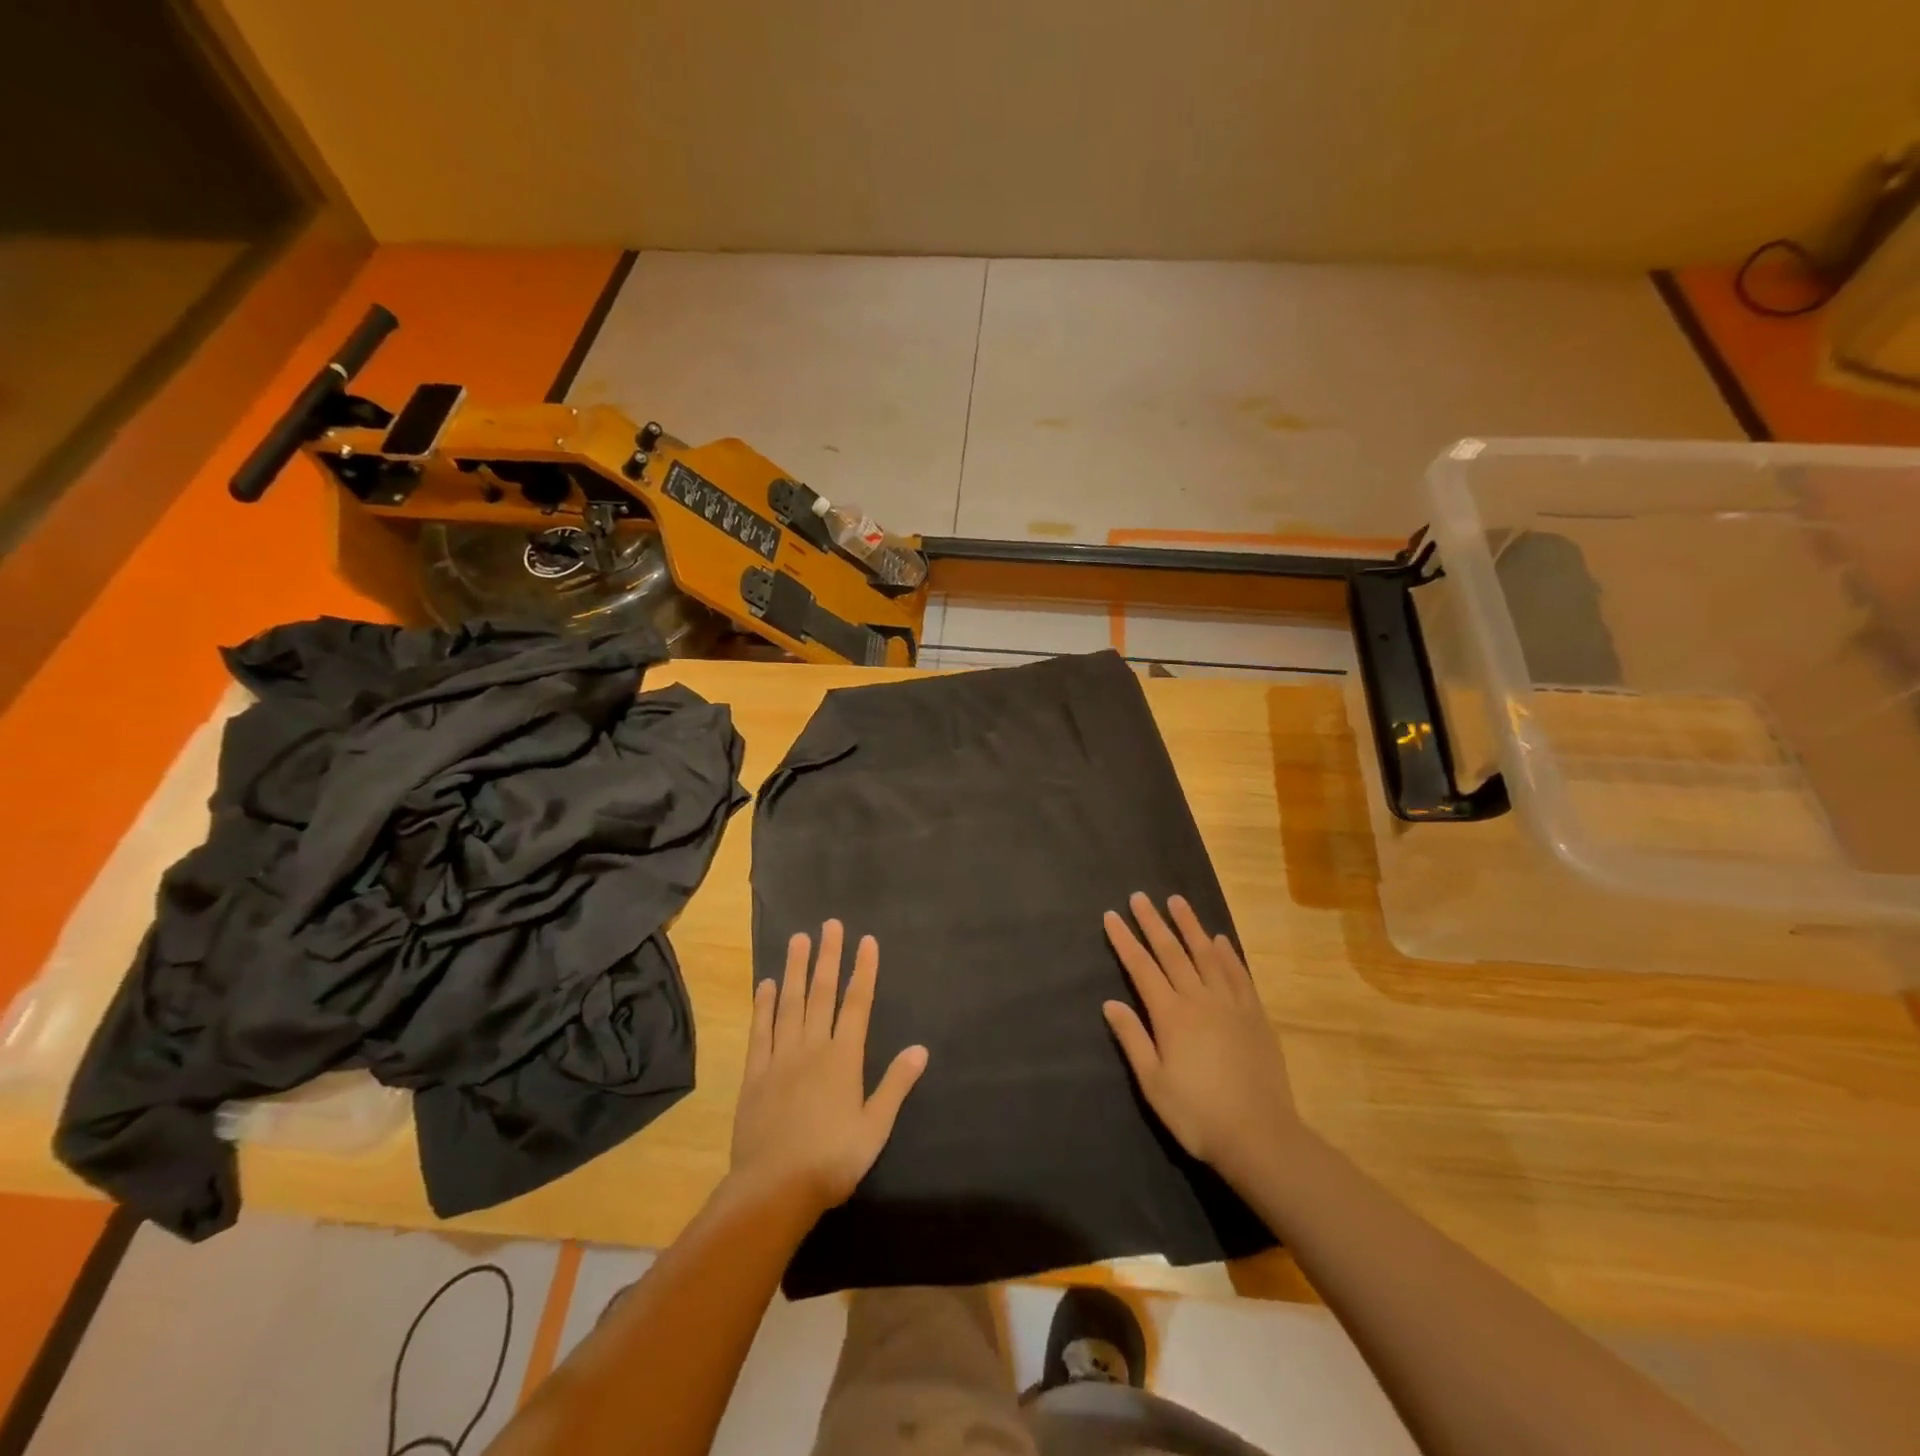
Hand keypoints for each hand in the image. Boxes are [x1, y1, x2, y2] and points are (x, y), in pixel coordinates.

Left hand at [730, 921, 928, 1216]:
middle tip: (830, 924)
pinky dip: (764, 1005)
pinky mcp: (755, 1074)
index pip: (856, 1003)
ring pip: (790, 1003)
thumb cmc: (832, 1160)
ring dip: (796, 969)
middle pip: (822, 993)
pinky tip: (766, 984)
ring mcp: (780, 1057)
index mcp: (843, 1058)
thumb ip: (896, 1085)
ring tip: (798, 939)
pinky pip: (760, 1030)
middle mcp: (812, 1047)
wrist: (774, 1189)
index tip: (866, 941)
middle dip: (829, 956)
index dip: (863, 971)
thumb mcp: (874, 1127)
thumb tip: (920, 1049)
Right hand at [1102, 893, 1296, 1183]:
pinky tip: (1221, 940)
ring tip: (1177, 901)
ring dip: (1191, 926)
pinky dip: (1228, 954)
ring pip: (1207, 955)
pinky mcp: (1255, 1015)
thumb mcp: (1154, 1083)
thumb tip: (1110, 1003)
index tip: (1112, 916)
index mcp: (1171, 1015)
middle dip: (1153, 923)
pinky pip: (1239, 974)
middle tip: (1140, 896)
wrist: (1260, 1136)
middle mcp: (1200, 999)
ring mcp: (1231, 1004)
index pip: (1141, 968)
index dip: (1124, 940)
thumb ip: (1133, 1039)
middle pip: (1172, 952)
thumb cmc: (1197, 1114)